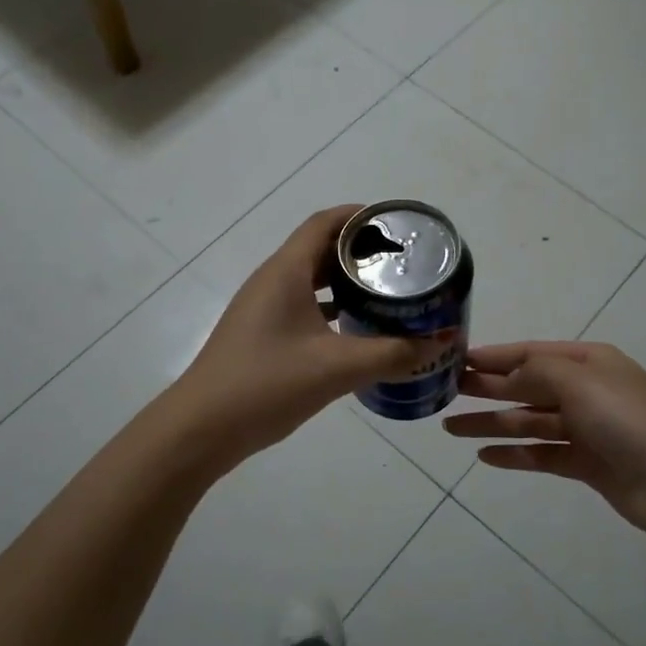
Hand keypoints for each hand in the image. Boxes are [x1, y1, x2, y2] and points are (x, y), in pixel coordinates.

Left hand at [177, 207, 420, 465]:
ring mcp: (264, 309)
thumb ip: (394, 353)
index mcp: (286, 272)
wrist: (202, 429)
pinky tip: (358, 330)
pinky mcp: (262, 335)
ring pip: (312, 281)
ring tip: (388, 293)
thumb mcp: (337, 367)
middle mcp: (273, 281)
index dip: (360, 216)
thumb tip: (443, 341)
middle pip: (320, 249)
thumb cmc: (267, 384)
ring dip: (347, 282)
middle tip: (404, 263)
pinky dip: (332, 309)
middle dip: (361, 252)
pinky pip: (303, 307)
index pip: (324, 223)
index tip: (397, 225)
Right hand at [444, 342, 645, 542]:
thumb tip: (505, 375)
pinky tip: (485, 456)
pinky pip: (542, 454)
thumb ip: (535, 373)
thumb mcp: (578, 381)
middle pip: (526, 386)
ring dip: (492, 423)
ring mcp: (586, 428)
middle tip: (445, 391)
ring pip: (529, 422)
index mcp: (588, 362)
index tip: (457, 359)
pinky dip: (515, 454)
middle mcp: (586, 391)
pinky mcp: (586, 463)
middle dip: (487, 388)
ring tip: (452, 428)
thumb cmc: (626, 418)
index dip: (494, 356)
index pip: (531, 353)